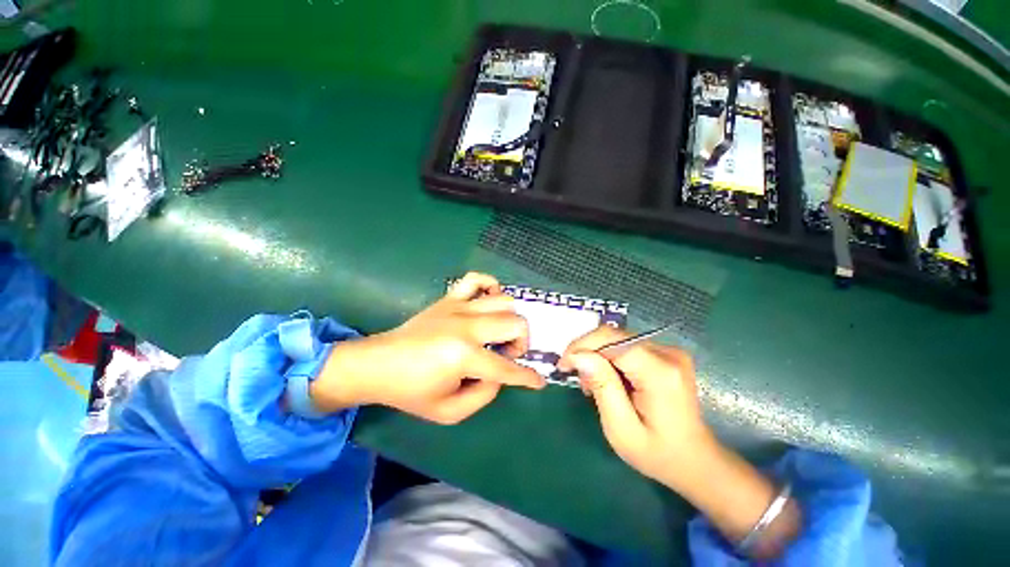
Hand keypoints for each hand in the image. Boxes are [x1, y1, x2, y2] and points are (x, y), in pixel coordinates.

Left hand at [310, 272, 545, 423]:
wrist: (378, 365)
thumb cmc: (411, 392)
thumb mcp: (449, 412)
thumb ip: (483, 395)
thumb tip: (499, 374)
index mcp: (465, 356)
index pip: (507, 368)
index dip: (528, 377)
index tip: (539, 381)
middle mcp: (467, 326)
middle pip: (515, 324)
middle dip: (522, 343)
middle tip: (508, 354)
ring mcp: (458, 307)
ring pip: (504, 301)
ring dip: (510, 319)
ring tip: (499, 333)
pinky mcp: (449, 298)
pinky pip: (476, 279)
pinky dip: (491, 286)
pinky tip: (489, 302)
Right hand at [558, 326, 712, 486]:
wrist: (695, 461)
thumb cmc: (657, 453)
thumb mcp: (621, 428)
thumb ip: (601, 386)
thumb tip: (578, 355)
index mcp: (659, 372)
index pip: (611, 339)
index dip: (582, 346)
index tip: (563, 365)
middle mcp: (667, 353)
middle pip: (613, 336)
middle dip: (587, 351)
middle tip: (575, 376)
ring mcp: (669, 351)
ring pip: (617, 339)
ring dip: (597, 356)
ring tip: (591, 383)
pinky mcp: (665, 354)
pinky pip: (626, 346)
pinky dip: (610, 358)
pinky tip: (608, 378)